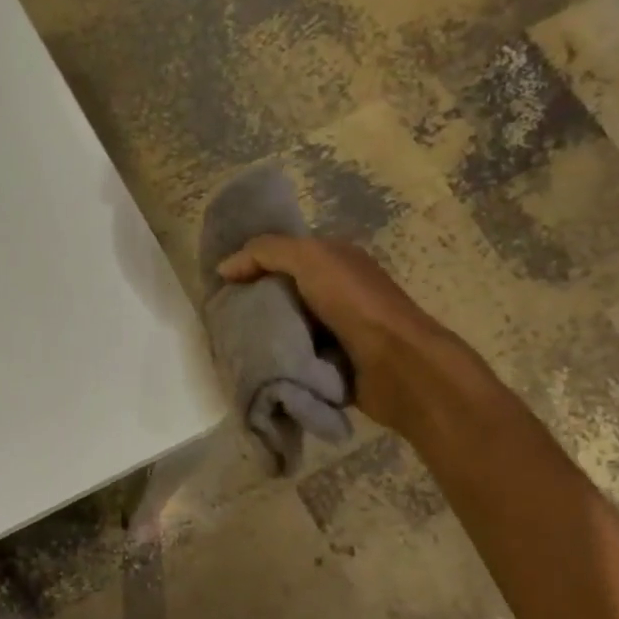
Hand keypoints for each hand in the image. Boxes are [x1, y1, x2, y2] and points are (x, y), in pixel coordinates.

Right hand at [219, 235, 430, 423]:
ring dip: (265, 336)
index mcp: (335, 259)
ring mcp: (337, 329)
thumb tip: (224, 268)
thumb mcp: (309, 259)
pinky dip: (280, 360)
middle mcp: (337, 290)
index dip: (253, 265)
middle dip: (254, 303)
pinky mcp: (335, 363)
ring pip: (288, 327)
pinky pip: (297, 356)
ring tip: (233, 345)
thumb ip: (265, 252)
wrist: (396, 363)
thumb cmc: (354, 303)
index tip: (222, 285)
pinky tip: (257, 365)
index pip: (283, 256)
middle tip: (222, 319)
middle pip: (283, 293)